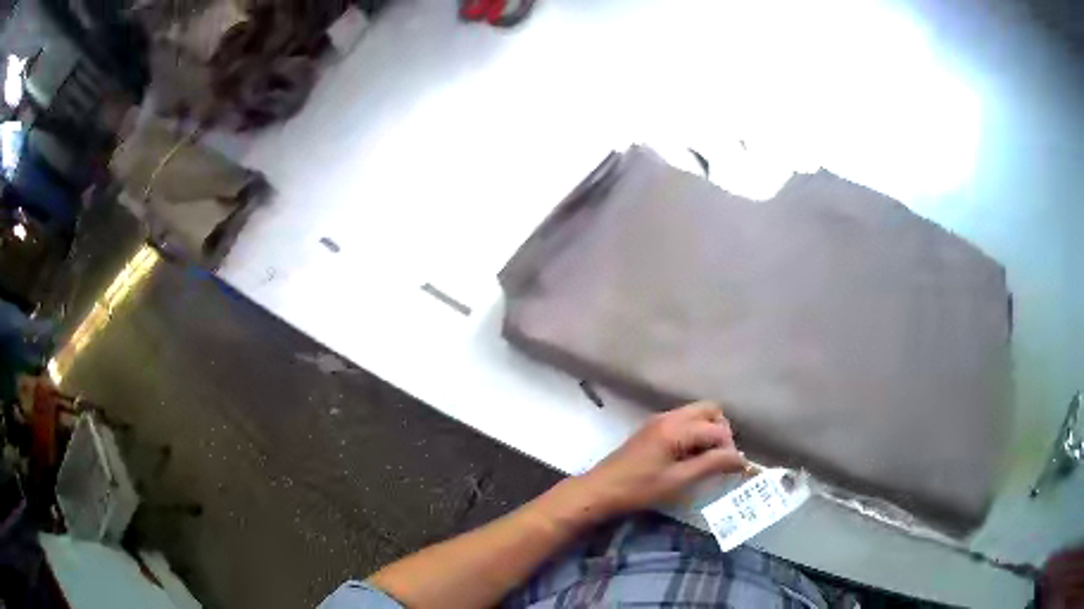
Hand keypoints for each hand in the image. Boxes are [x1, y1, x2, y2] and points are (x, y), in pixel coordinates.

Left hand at [575, 402, 746, 516]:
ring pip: (696, 414)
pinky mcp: (652, 429)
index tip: (732, 470)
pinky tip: (690, 457)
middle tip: (720, 459)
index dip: (730, 449)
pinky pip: (683, 421)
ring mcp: (659, 420)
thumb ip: (711, 465)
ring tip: (707, 460)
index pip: (718, 429)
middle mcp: (669, 416)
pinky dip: (694, 433)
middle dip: (722, 431)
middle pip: (710, 410)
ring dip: (708, 431)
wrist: (600, 490)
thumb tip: (740, 459)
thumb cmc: (639, 488)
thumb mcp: (679, 481)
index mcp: (677, 427)